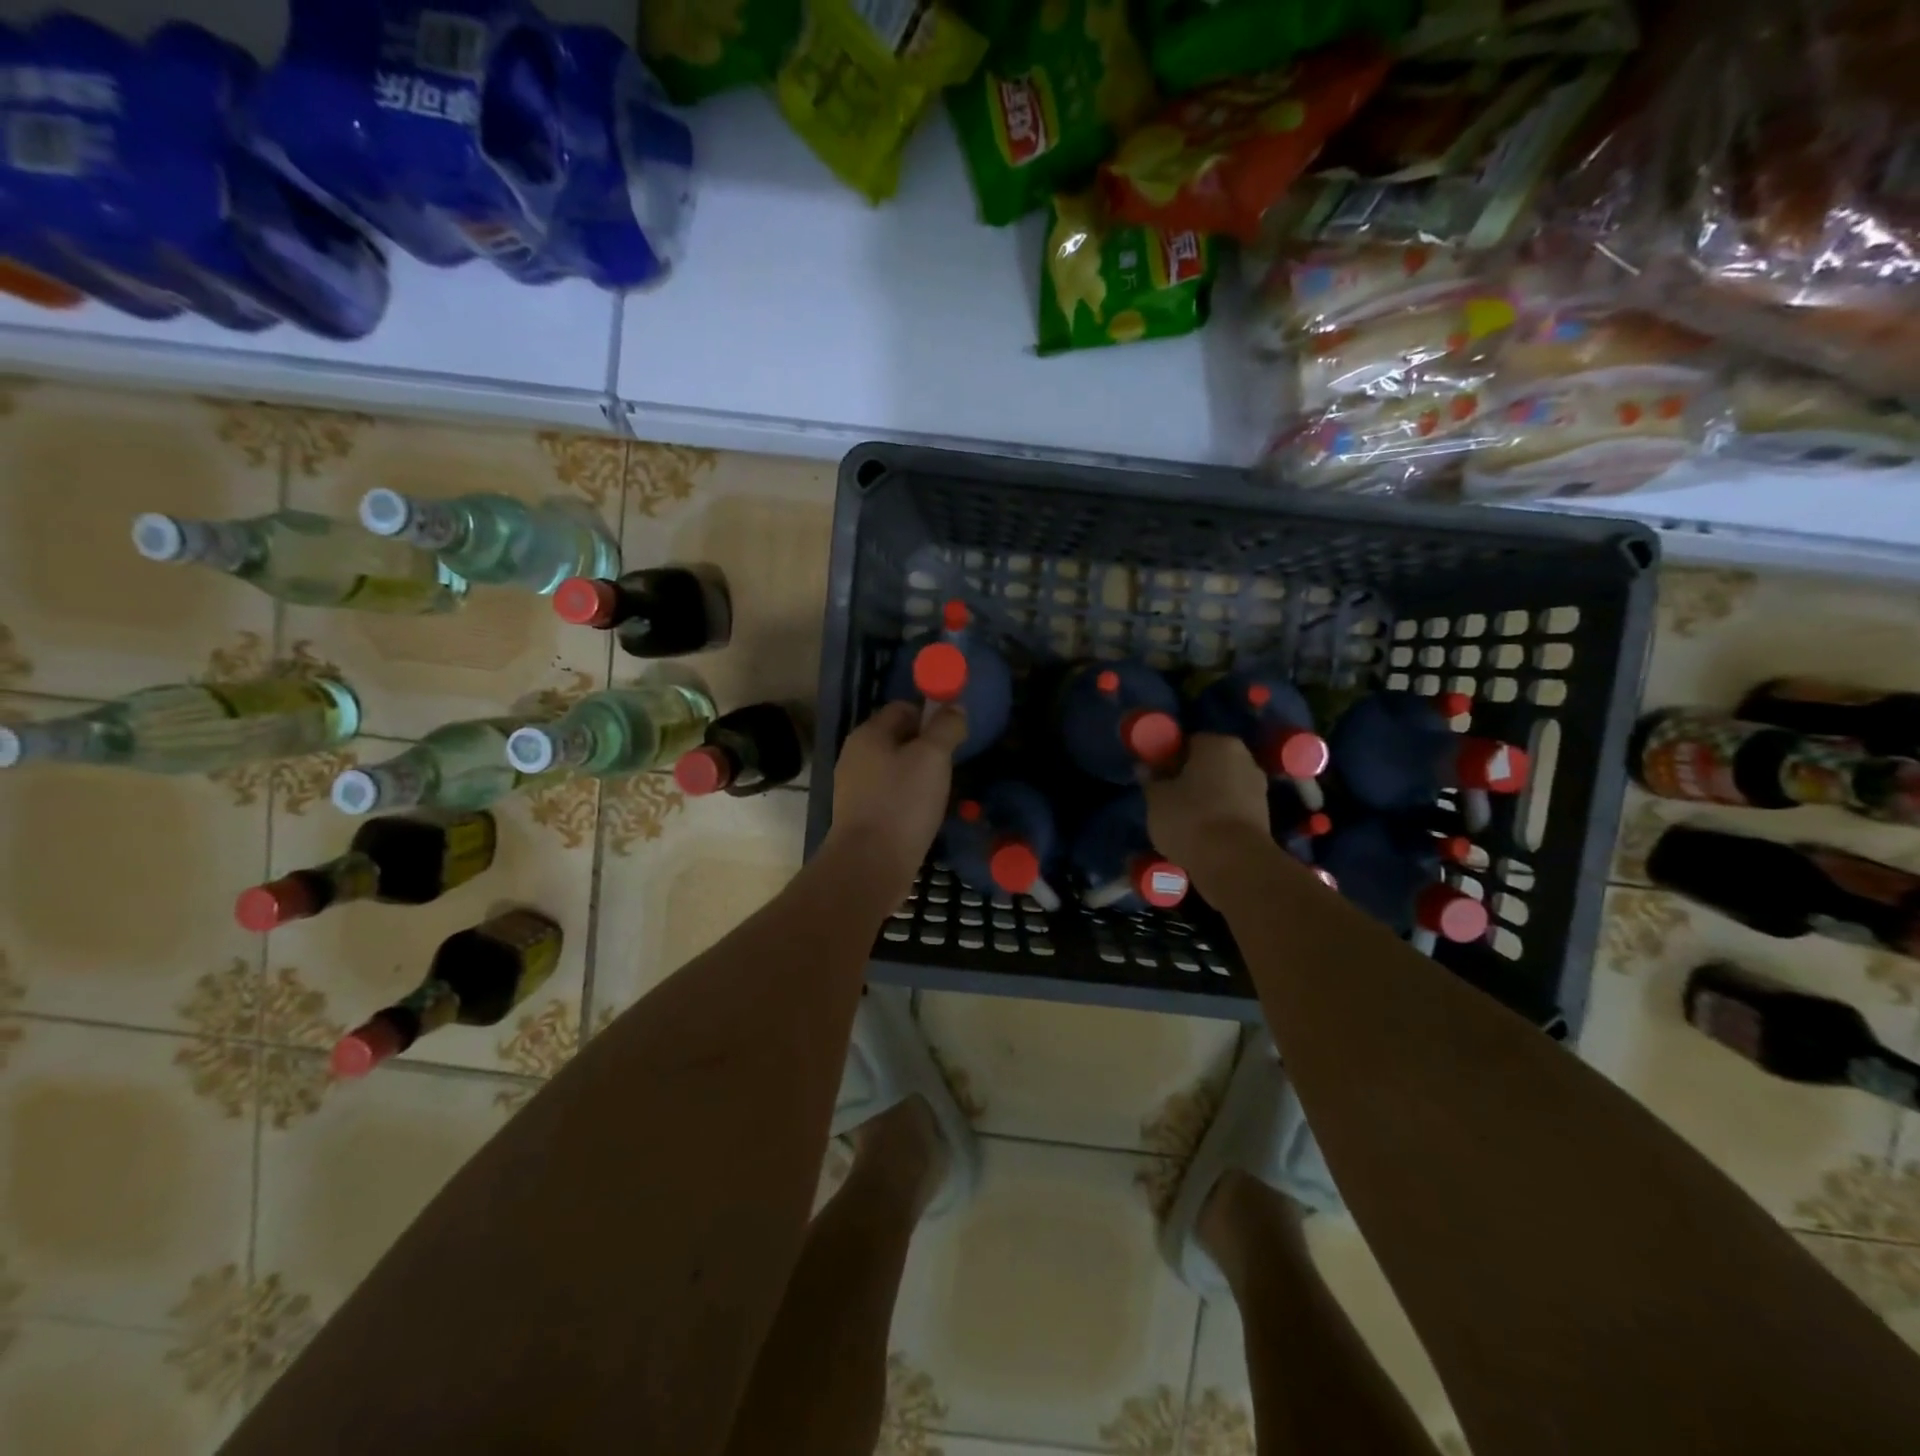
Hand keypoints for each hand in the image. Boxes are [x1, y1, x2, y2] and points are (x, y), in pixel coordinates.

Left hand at [827, 701, 967, 898]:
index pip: (902, 708)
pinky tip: (924, 814)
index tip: (953, 734)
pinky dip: (908, 799)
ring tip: (941, 792)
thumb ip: (946, 727)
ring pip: (894, 769)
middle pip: (897, 739)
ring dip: (919, 776)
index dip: (930, 715)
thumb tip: (954, 707)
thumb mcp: (932, 757)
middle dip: (926, 747)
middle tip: (951, 765)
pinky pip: (890, 796)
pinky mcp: (860, 817)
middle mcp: (855, 756)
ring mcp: (855, 788)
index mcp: (868, 734)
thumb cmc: (902, 802)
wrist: (870, 865)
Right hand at [1143, 732, 1271, 880]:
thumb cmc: (1190, 818)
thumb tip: (1145, 768)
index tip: (1156, 778)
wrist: (1233, 862)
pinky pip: (1231, 808)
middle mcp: (1244, 758)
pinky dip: (1217, 816)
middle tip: (1166, 798)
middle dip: (1189, 777)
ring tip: (1181, 820)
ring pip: (1221, 787)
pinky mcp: (1263, 816)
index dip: (1168, 759)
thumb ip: (1151, 779)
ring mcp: (1258, 788)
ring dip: (1204, 798)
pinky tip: (1200, 833)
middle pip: (1208, 764)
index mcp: (1218, 744)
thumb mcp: (1156, 797)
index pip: (1188, 743)